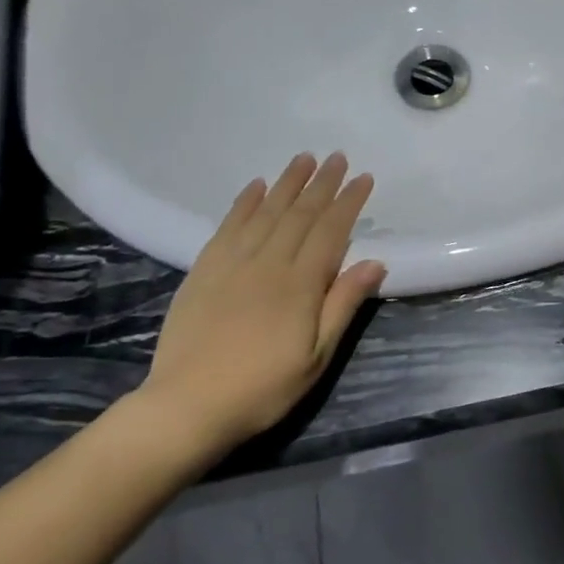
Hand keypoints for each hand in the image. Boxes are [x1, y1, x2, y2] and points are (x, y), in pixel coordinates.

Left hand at [137, 152, 385, 457]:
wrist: (187, 406)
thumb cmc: (263, 388)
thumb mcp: (317, 356)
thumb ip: (343, 304)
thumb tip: (375, 261)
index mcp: (299, 284)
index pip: (330, 231)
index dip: (348, 202)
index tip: (363, 178)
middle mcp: (267, 263)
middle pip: (299, 214)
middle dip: (321, 184)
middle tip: (337, 158)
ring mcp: (231, 264)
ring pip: (265, 212)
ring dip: (286, 183)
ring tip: (303, 159)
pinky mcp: (203, 271)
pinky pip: (227, 227)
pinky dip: (244, 204)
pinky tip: (255, 187)